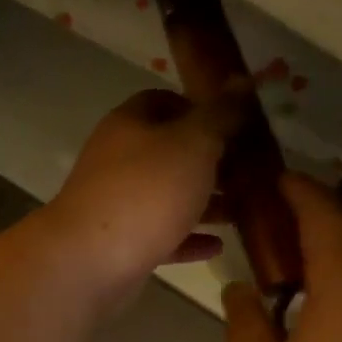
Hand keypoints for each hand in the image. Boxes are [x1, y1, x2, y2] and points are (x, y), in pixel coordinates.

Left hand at [44, 89, 233, 305]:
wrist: (90, 261)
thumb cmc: (146, 191)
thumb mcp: (193, 143)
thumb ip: (220, 115)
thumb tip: (242, 80)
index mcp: (129, 125)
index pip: (163, 101)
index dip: (200, 109)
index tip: (236, 125)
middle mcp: (118, 161)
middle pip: (169, 152)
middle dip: (210, 161)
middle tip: (251, 172)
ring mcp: (117, 204)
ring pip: (167, 197)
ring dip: (204, 203)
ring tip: (244, 211)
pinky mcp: (121, 244)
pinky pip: (161, 236)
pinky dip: (188, 239)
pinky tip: (217, 246)